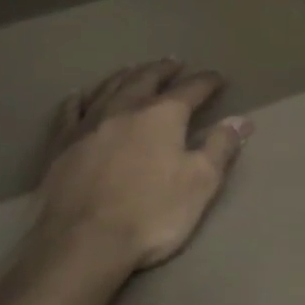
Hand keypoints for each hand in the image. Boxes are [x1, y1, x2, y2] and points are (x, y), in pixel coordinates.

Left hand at [36, 59, 252, 273]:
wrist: (84, 242)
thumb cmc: (151, 214)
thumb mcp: (200, 183)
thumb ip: (220, 148)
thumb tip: (241, 120)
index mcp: (163, 115)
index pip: (191, 89)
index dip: (207, 82)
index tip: (218, 78)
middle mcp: (125, 108)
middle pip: (147, 79)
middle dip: (164, 69)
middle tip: (174, 62)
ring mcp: (89, 123)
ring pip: (109, 87)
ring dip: (126, 75)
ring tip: (135, 68)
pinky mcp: (62, 144)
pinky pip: (71, 111)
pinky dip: (78, 99)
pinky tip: (78, 94)